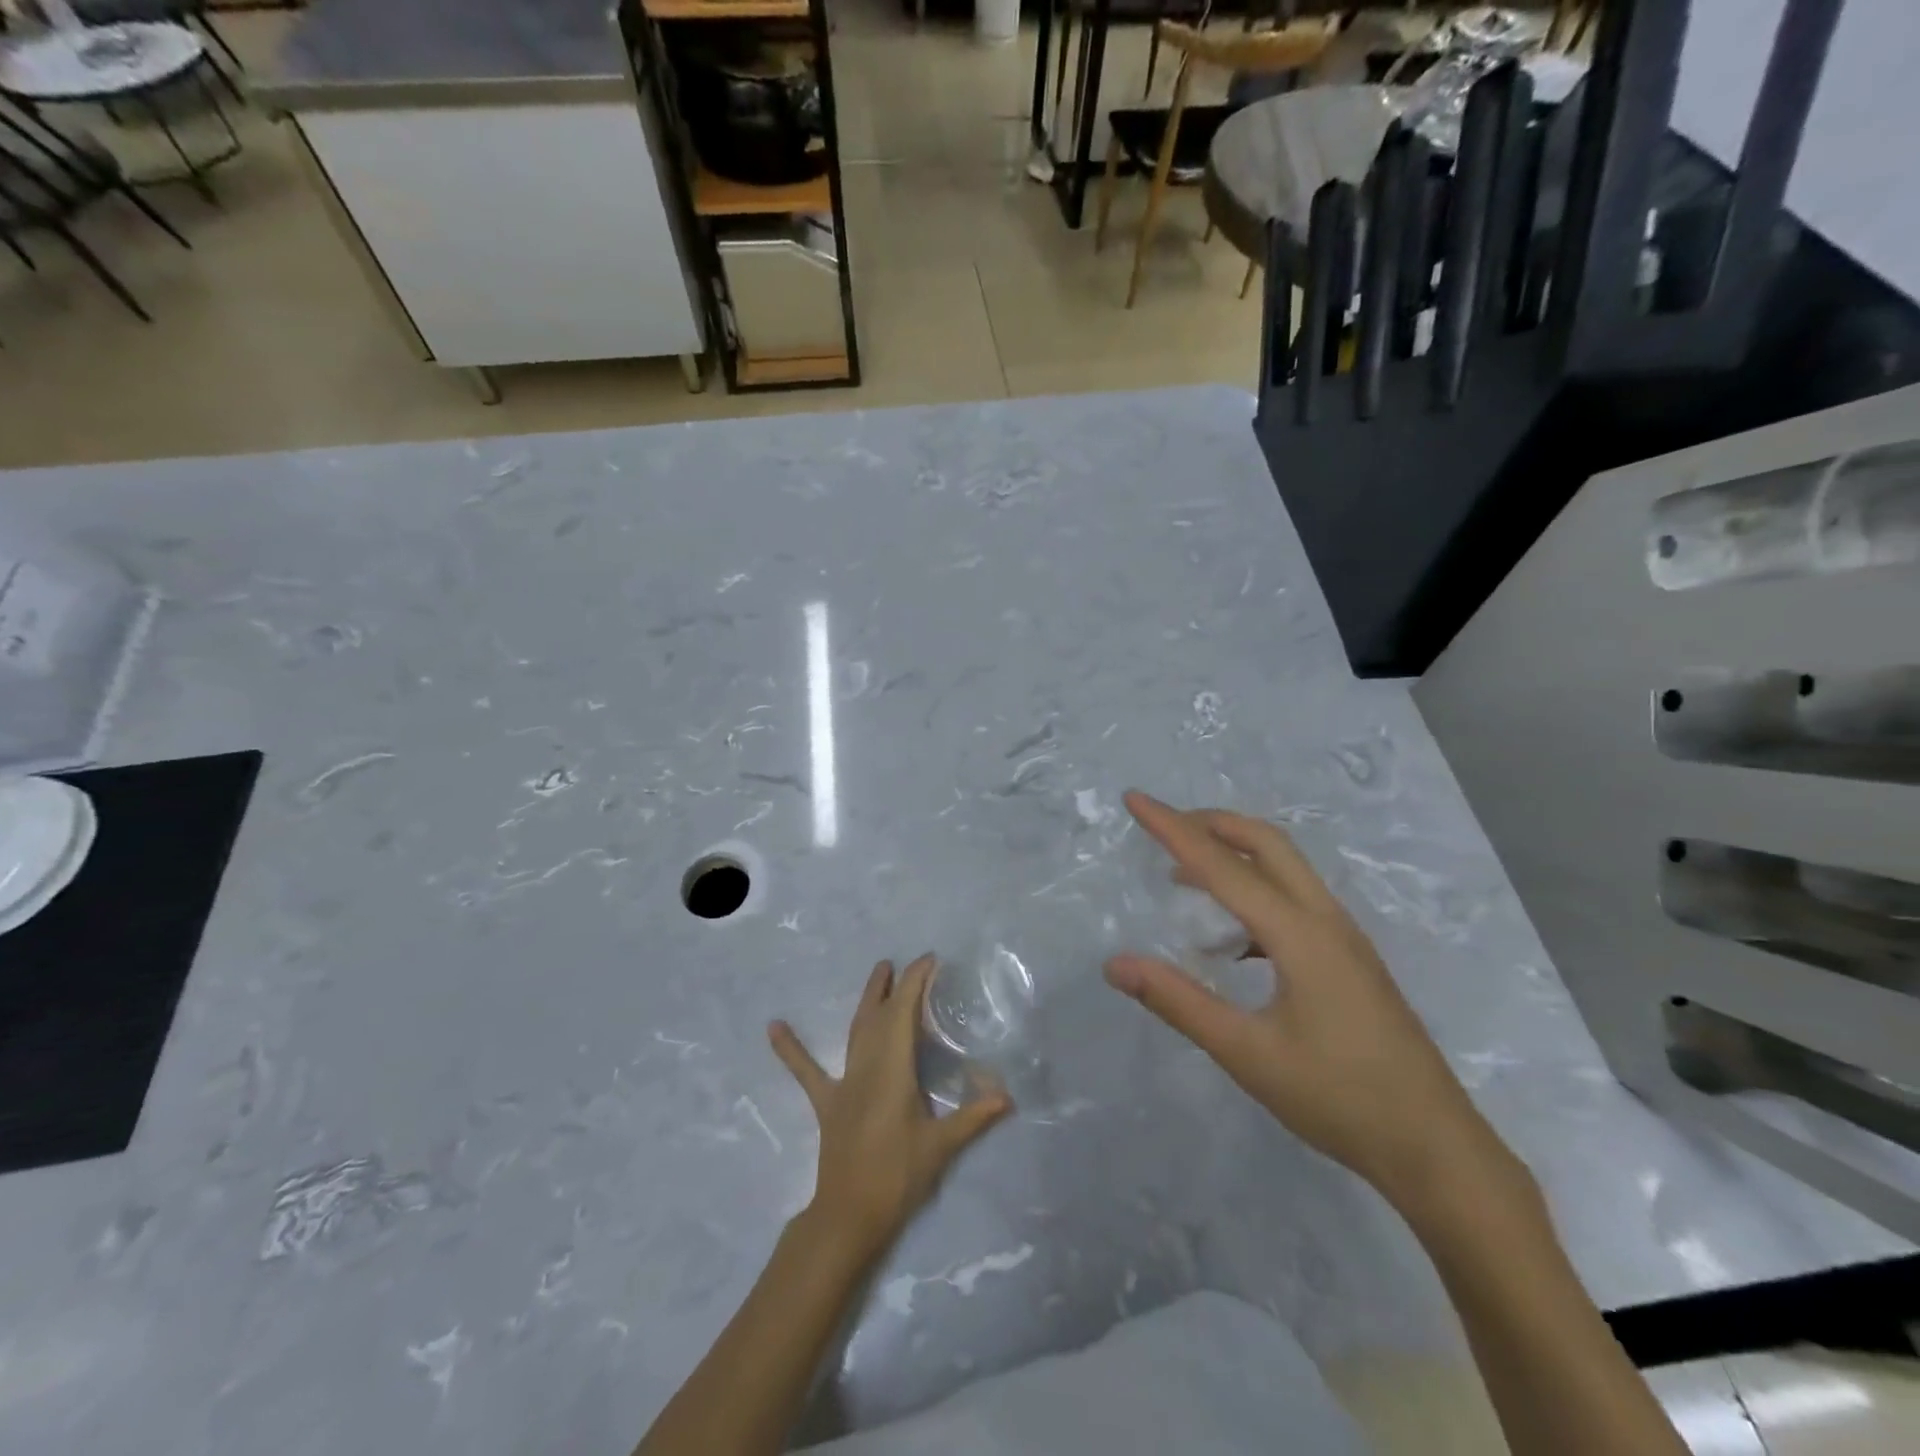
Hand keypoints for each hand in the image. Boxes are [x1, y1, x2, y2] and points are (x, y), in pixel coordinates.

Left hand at [770, 956, 1011, 1263]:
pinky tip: (773, 1027)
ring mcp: (844, 1083)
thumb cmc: (898, 1177)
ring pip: (856, 1031)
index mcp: (894, 1069)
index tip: (930, 961)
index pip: (905, 1013)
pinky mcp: (827, 1103)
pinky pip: (807, 1072)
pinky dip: (791, 1049)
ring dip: (868, 1000)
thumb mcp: (942, 1146)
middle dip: (896, 985)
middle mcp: (867, 1066)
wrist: (849, 1216)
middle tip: (908, 963)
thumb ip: (975, 1117)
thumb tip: (1008, 1096)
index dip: (916, 982)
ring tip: (878, 971)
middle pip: (881, 1015)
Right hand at [1105, 792, 1514, 1209]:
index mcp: (1299, 933)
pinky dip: (1255, 891)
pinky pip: (1296, 899)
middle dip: (1211, 823)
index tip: (1135, 798)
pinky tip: (1233, 938)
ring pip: (1285, 867)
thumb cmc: (1339, 1099)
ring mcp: (1344, 937)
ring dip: (1235, 854)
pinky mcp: (1350, 958)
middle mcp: (1325, 919)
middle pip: (1266, 843)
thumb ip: (1178, 1002)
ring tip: (1186, 875)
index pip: (1221, 864)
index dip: (1172, 827)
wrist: (1436, 1149)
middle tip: (1163, 827)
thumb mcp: (1246, 1053)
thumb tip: (1115, 964)